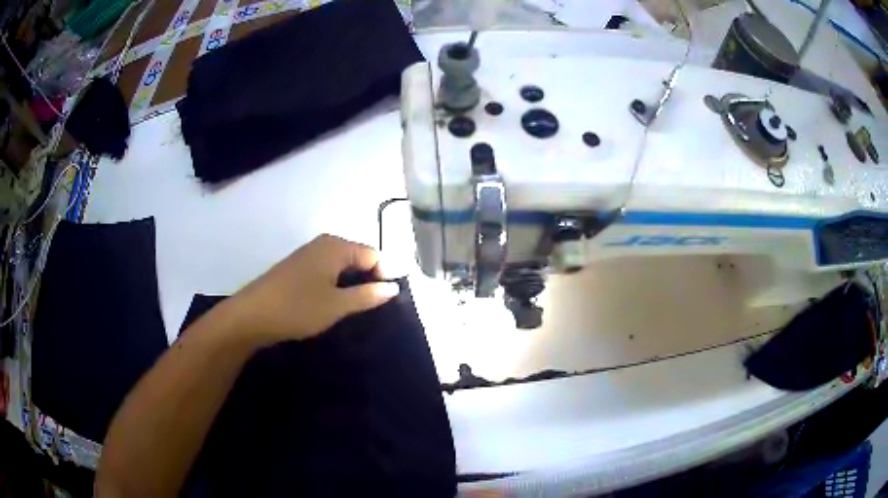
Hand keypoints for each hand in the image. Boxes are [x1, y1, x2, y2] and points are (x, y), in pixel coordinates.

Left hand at [229, 234, 400, 344]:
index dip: (385, 274)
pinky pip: (327, 271)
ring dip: (352, 283)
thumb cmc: (298, 308)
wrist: (252, 315)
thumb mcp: (337, 305)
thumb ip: (368, 295)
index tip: (389, 299)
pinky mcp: (298, 268)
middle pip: (358, 257)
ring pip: (341, 265)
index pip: (374, 254)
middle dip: (369, 278)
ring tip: (356, 307)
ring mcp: (308, 255)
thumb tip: (393, 287)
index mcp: (336, 247)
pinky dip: (336, 284)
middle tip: (374, 306)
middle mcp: (323, 244)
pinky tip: (333, 303)